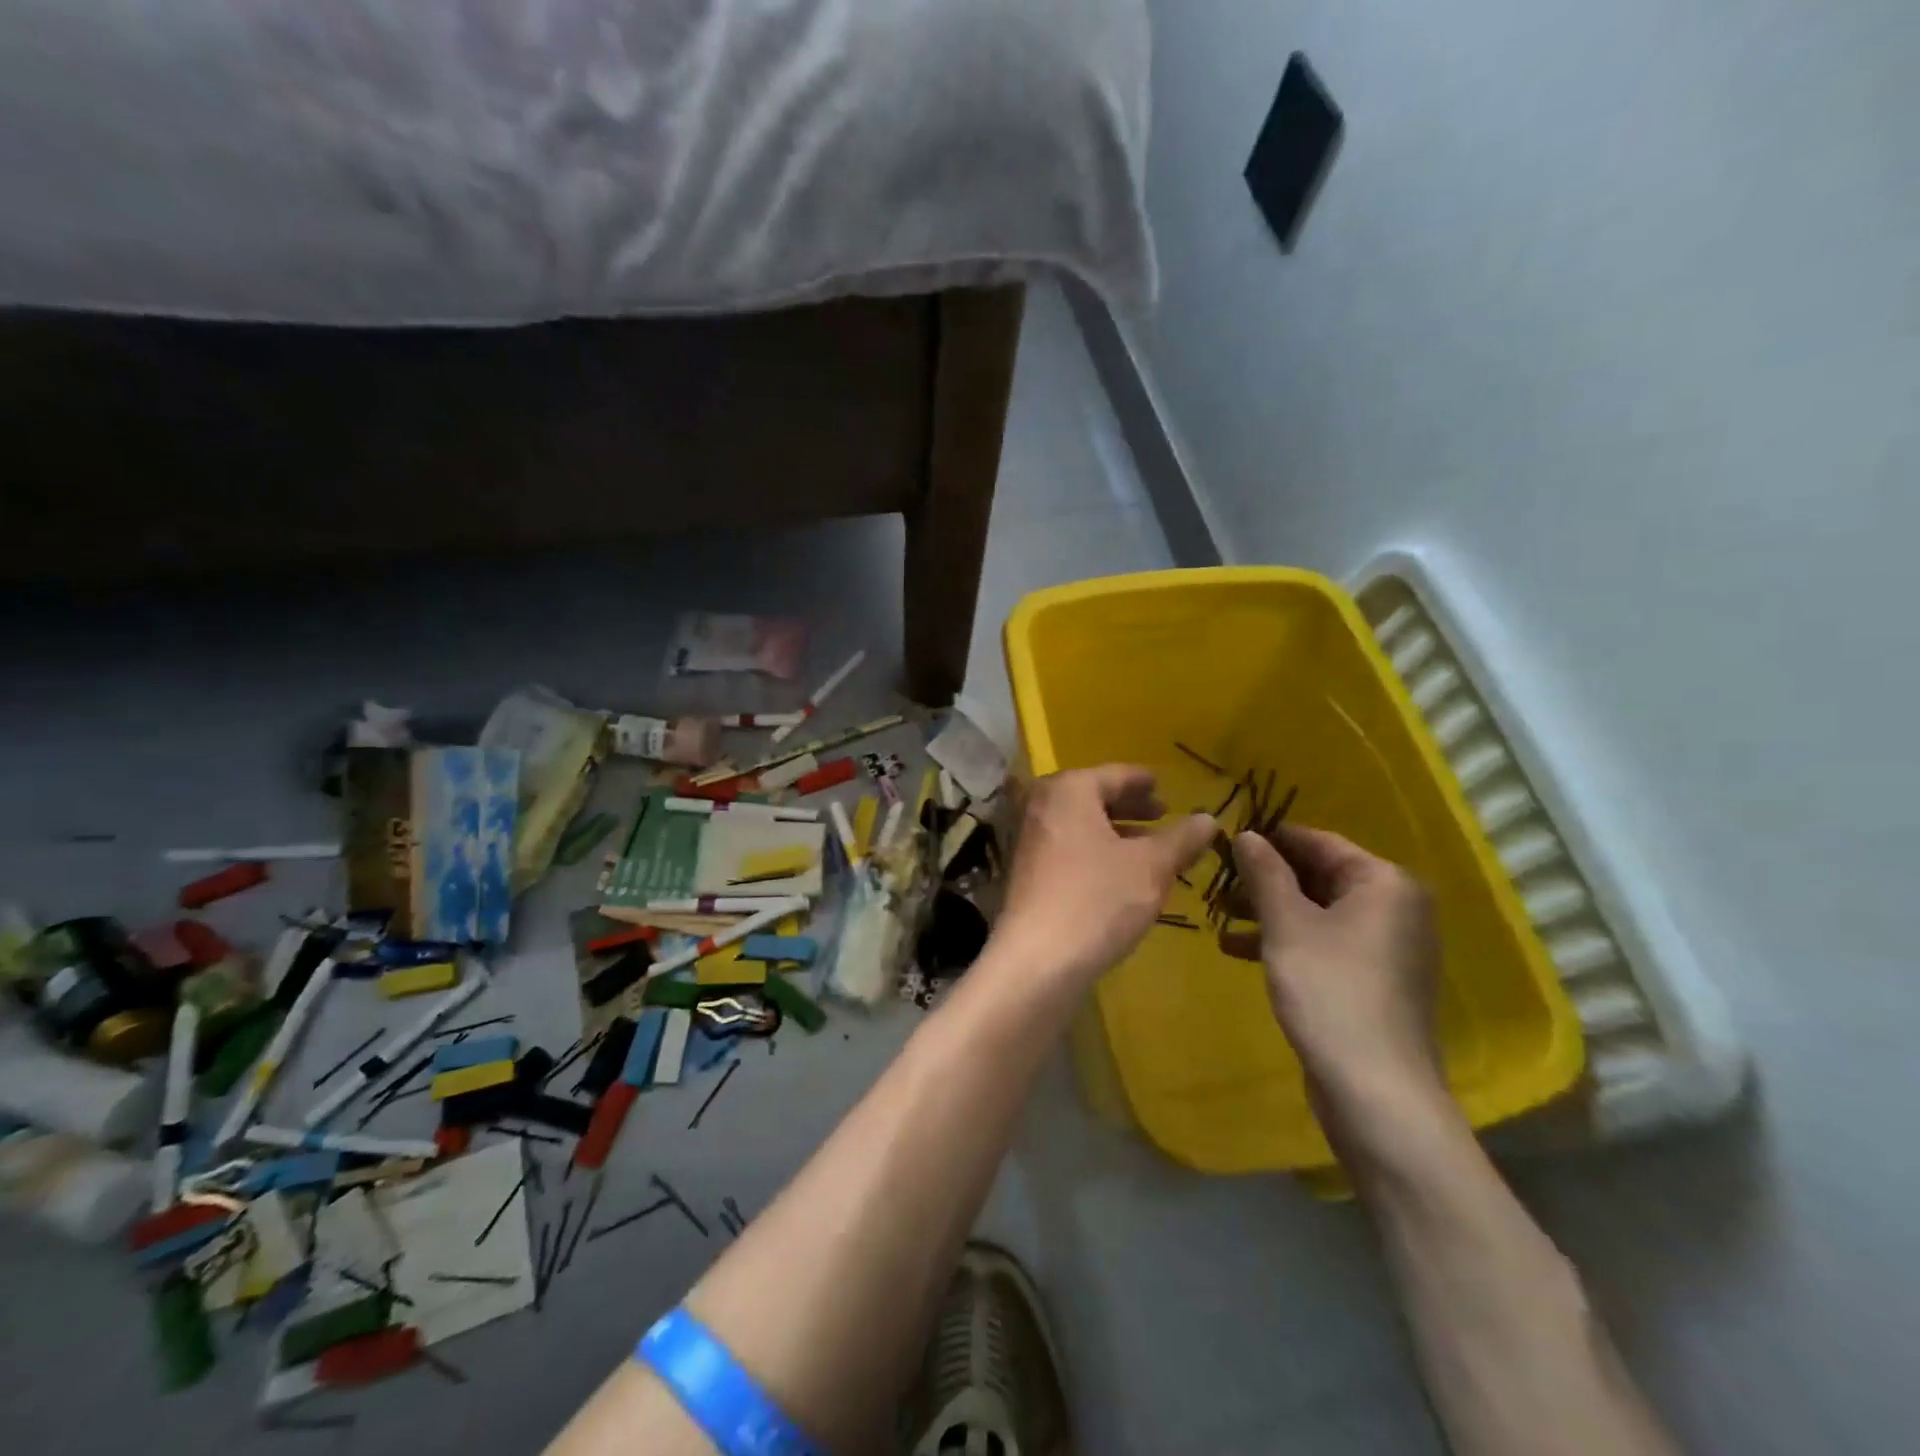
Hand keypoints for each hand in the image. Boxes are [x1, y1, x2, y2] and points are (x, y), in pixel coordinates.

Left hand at [993, 765, 1215, 988]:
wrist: (1038, 960)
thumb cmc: (1097, 900)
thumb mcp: (1151, 867)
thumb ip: (1182, 838)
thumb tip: (1209, 818)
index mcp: (1069, 789)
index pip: (1116, 775)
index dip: (1145, 782)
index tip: (1168, 790)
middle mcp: (1042, 804)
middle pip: (1094, 796)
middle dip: (1131, 807)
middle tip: (1163, 816)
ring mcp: (1028, 837)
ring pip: (1081, 823)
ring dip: (1115, 831)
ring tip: (1150, 848)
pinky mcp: (1025, 869)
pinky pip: (1068, 846)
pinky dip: (1095, 850)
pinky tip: (1120, 874)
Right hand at [1221, 826, 1444, 1117]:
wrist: (1374, 1089)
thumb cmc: (1329, 990)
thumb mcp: (1287, 924)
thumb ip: (1265, 872)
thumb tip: (1247, 834)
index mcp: (1384, 883)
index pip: (1319, 842)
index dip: (1270, 840)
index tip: (1225, 841)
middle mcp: (1395, 907)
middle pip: (1319, 877)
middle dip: (1265, 881)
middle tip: (1218, 884)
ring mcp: (1387, 947)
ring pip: (1318, 912)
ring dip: (1269, 913)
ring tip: (1221, 920)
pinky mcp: (1374, 980)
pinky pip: (1325, 943)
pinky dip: (1287, 942)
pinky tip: (1239, 951)